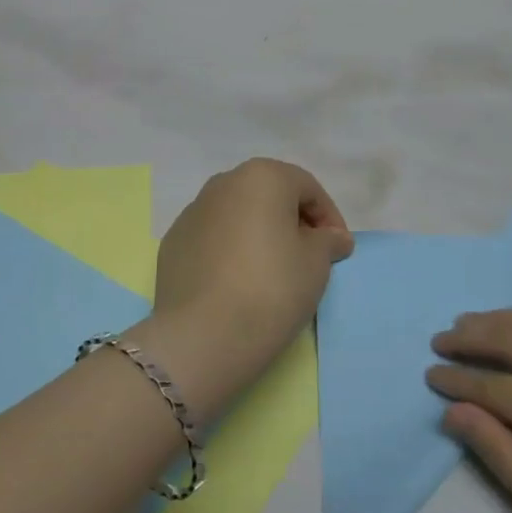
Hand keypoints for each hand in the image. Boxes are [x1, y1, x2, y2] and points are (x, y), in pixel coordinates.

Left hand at [151, 159, 352, 404]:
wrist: (204, 335)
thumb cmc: (272, 288)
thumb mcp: (317, 263)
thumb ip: (328, 240)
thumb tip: (332, 237)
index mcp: (261, 177)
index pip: (307, 188)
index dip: (329, 218)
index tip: (338, 250)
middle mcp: (222, 184)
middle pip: (268, 196)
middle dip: (292, 221)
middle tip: (308, 257)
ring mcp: (191, 213)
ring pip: (237, 216)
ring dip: (259, 235)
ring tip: (272, 272)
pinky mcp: (172, 244)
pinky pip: (213, 240)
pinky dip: (230, 252)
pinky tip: (238, 284)